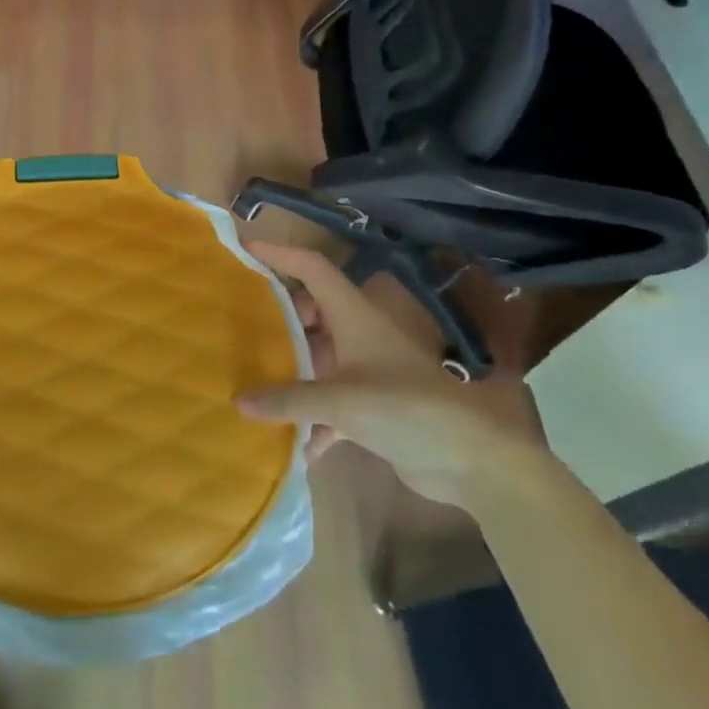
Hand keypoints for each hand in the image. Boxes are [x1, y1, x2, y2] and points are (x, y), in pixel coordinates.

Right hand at [240, 242, 543, 507]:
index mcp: (355, 316)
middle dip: (280, 316)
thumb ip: (288, 399)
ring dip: (292, 369)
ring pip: (319, 358)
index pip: (314, 269)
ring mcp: (367, 373)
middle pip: (313, 311)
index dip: (282, 254)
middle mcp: (359, 336)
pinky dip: (312, 421)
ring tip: (253, 376)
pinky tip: (293, 446)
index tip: (245, 249)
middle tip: (244, 324)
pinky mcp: (373, 408)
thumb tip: (238, 402)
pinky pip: (330, 406)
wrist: (470, 459)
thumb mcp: (341, 400)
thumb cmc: (405, 408)